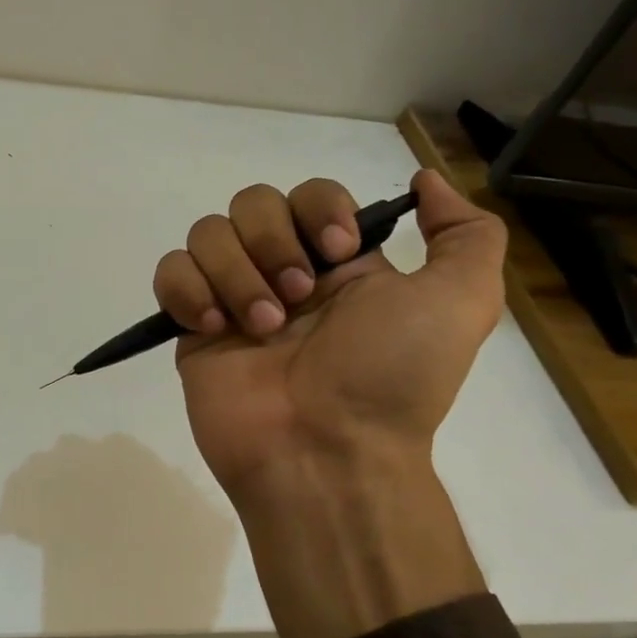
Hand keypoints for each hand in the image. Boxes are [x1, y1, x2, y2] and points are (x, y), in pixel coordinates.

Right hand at [154, 169, 505, 503]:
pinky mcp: (193, 328)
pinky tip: (214, 326)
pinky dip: (187, 289)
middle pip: (252, 203)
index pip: (311, 194)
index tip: (339, 252)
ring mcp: (233, 299)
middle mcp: (284, 272)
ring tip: (260, 329)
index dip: (319, 209)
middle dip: (272, 242)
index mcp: (340, 264)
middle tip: (296, 298)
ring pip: (208, 233)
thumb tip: (426, 182)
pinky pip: (170, 273)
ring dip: (235, 273)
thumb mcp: (462, 302)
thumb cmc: (390, 377)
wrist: (325, 454)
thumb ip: (466, 235)